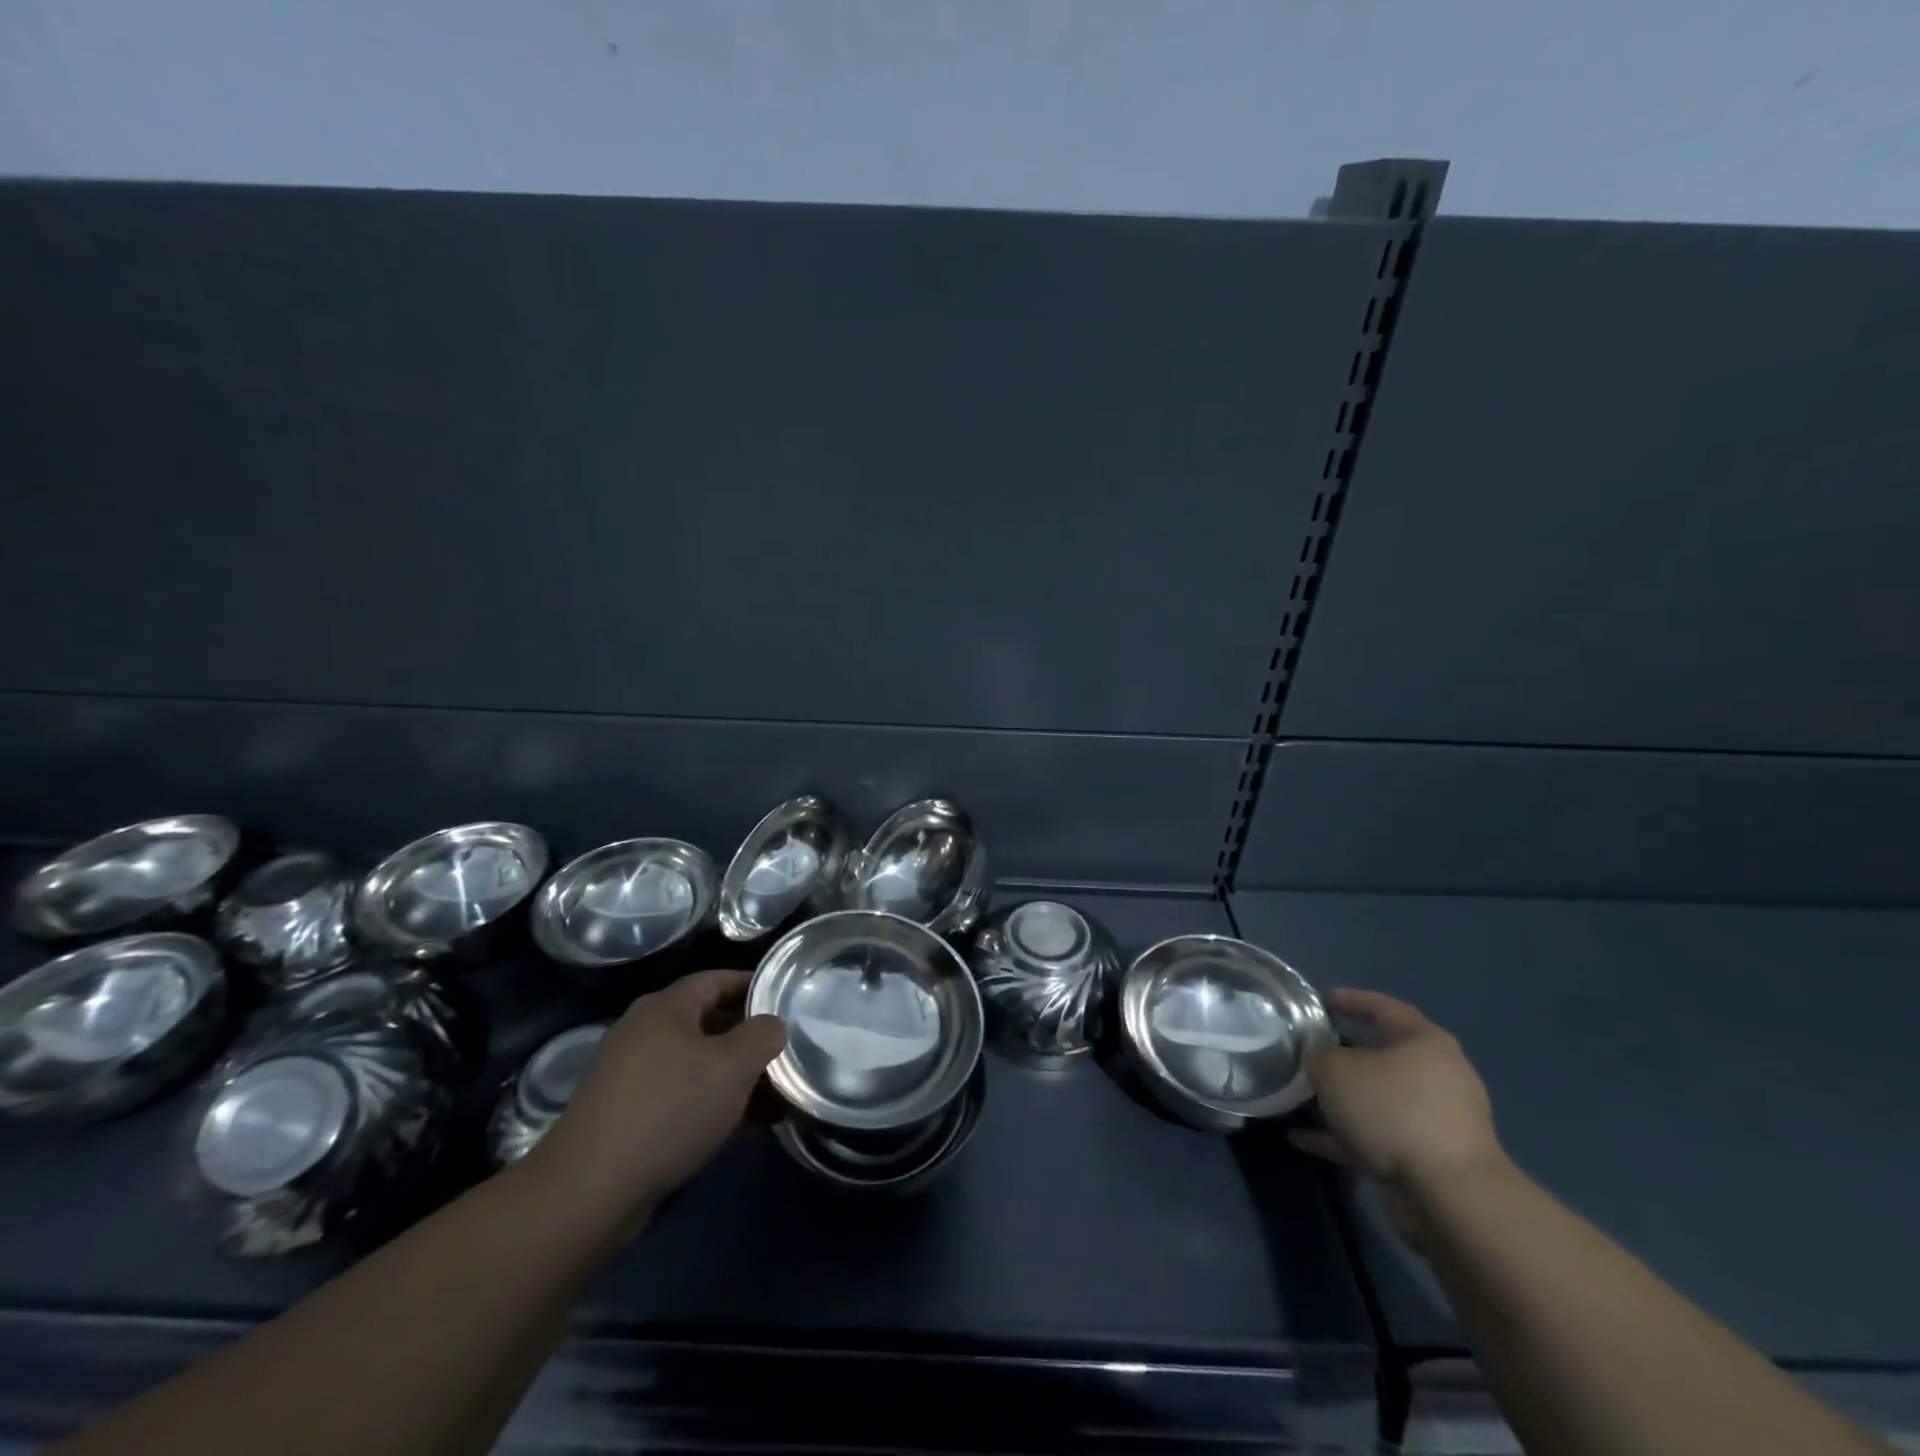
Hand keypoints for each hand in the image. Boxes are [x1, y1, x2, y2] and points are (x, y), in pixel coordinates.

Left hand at [521, 970, 785, 1231]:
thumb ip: (763, 1035)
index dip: (753, 985)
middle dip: (749, 1039)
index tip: (785, 999)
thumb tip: (772, 1025)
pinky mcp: (625, 1114)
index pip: (717, 979)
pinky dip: (711, 1103)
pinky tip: (740, 1128)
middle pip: (708, 1022)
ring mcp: (631, 1074)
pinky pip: (680, 1095)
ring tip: (773, 1099)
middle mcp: (644, 1032)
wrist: (588, 1190)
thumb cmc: (669, 1110)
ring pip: (697, 1063)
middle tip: (785, 1053)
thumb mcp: (733, 1066)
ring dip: (734, 1077)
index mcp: (665, 1008)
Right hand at [1289, 988, 1504, 1194]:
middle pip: (1383, 1056)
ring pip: (1379, 1100)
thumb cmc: (1393, 1110)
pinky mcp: (1430, 1159)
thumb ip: (1319, 1055)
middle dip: (1343, 1056)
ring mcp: (1437, 1121)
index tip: (1323, 1001)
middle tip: (1309, 1053)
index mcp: (1424, 1042)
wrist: (1451, 1195)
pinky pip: (1377, 1138)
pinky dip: (1343, 1137)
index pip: (1384, 1008)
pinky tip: (1304, 1141)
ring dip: (1343, 1102)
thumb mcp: (1336, 1070)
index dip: (1351, 1000)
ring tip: (1301, 1101)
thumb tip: (1318, 1056)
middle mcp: (1438, 1076)